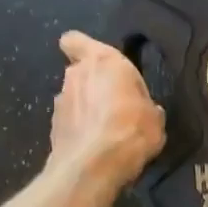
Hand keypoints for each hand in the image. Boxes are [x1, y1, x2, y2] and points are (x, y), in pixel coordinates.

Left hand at [49, 31, 166, 193]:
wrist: (94, 166)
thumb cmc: (131, 129)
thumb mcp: (154, 116)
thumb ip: (144, 104)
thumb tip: (144, 110)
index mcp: (101, 61)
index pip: (75, 40)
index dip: (82, 48)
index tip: (96, 62)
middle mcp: (75, 75)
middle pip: (79, 72)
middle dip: (93, 85)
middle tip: (115, 104)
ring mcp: (59, 102)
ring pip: (73, 98)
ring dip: (85, 109)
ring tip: (106, 131)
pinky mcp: (52, 128)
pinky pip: (69, 122)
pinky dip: (79, 130)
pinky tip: (94, 147)